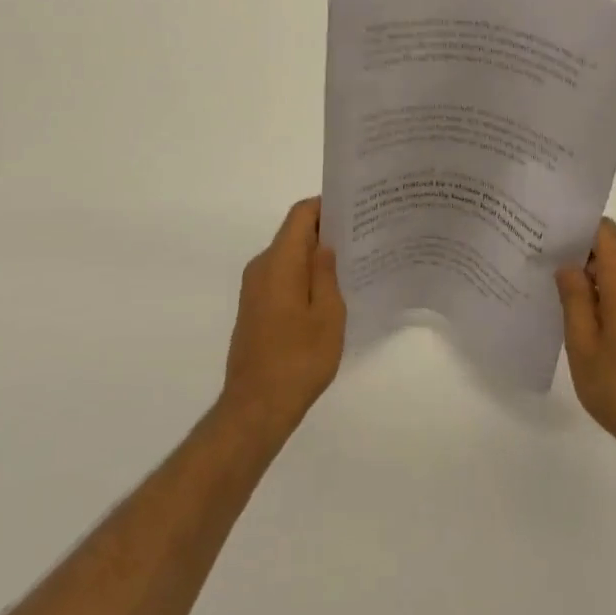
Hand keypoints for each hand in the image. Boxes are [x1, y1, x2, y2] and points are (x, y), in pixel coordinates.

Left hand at [220, 198, 345, 443]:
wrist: (256, 407)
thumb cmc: (298, 359)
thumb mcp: (327, 314)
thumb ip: (327, 272)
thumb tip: (326, 243)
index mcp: (279, 262)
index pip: (301, 215)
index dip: (326, 206)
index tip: (355, 212)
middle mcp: (261, 266)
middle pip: (293, 233)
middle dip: (325, 232)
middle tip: (361, 239)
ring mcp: (254, 288)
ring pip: (287, 256)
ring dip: (314, 256)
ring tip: (350, 266)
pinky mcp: (254, 307)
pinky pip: (280, 276)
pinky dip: (302, 275)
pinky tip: (327, 294)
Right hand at [557, 218, 615, 465]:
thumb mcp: (583, 345)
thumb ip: (574, 299)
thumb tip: (568, 265)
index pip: (607, 233)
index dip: (580, 226)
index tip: (550, 231)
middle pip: (608, 255)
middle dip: (576, 256)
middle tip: (539, 262)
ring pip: (614, 280)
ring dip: (587, 283)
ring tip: (550, 292)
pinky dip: (600, 302)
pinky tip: (576, 321)